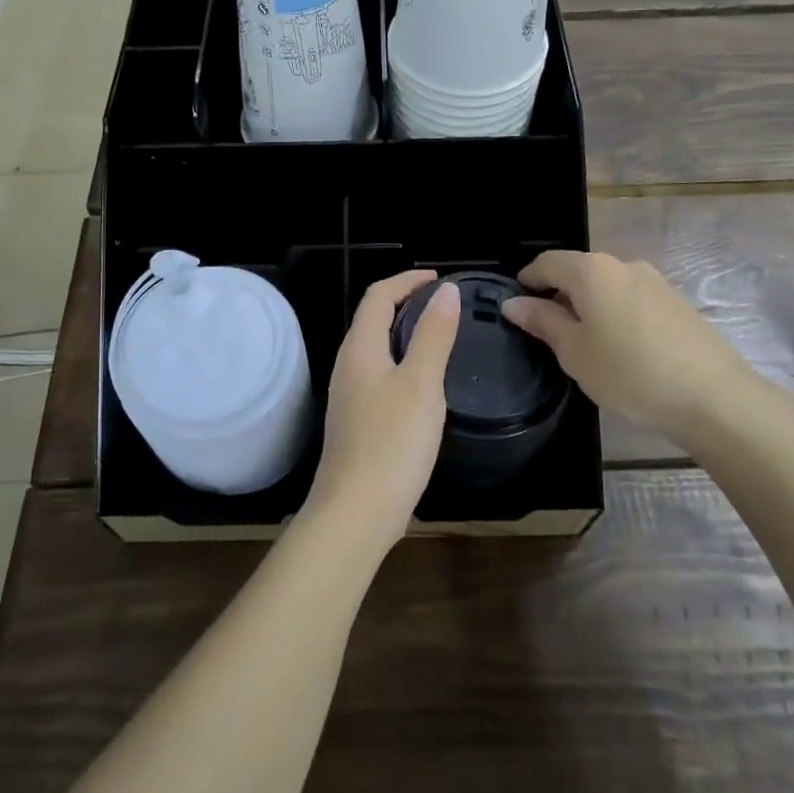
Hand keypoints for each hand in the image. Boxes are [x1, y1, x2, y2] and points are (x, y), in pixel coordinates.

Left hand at [305, 271, 460, 551]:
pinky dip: (402, 362)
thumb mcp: (421, 384)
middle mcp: (348, 365)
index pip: (378, 296)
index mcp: (360, 348)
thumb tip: (445, 290)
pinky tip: (425, 384)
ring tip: (440, 337)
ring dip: (404, 333)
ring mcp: (349, 395)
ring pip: (376, 348)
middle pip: (373, 319)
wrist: (355, 513)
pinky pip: (379, 374)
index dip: (407, 280)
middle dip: (406, 303)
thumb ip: (434, 335)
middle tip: (445, 306)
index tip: (439, 279)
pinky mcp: (356, 421)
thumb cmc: (392, 444)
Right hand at [502, 250, 767, 445]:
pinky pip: (631, 299)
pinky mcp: (676, 302)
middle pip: (579, 271)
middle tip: (547, 331)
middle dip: (558, 294)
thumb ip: (543, 321)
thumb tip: (514, 303)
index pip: (547, 262)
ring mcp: (655, 282)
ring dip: (589, 305)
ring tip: (584, 343)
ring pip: (607, 285)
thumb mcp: (574, 352)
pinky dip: (615, 314)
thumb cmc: (630, 373)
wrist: (714, 397)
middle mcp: (623, 265)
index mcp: (592, 271)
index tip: (516, 304)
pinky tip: (620, 348)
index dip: (527, 280)